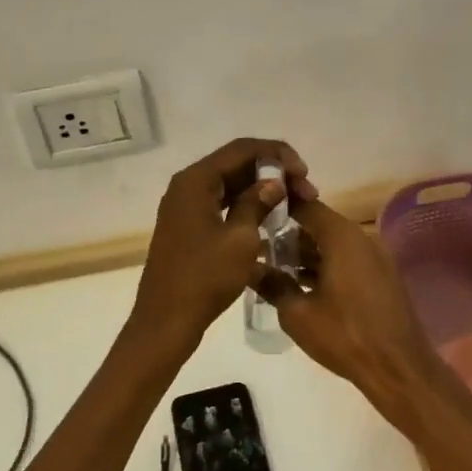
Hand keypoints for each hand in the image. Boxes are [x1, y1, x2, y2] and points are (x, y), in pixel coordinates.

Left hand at [129, 137, 312, 350]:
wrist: (166, 321)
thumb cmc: (204, 278)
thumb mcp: (240, 239)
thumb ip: (257, 203)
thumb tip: (273, 182)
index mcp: (195, 181)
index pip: (243, 149)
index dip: (277, 155)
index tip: (304, 174)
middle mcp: (186, 186)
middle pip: (235, 164)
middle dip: (272, 172)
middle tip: (305, 191)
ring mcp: (185, 208)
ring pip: (229, 185)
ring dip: (261, 190)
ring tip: (293, 204)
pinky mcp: (187, 228)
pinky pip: (221, 205)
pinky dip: (246, 207)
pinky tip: (269, 220)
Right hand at [257, 199, 459, 435]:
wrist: (399, 368)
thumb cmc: (345, 336)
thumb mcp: (297, 314)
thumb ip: (272, 284)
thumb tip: (250, 268)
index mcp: (342, 237)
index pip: (306, 206)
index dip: (279, 207)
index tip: (255, 216)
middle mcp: (362, 238)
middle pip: (320, 224)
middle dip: (290, 235)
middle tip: (259, 249)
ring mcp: (377, 257)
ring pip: (334, 244)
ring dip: (307, 253)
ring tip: (276, 269)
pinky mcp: (383, 277)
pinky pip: (348, 259)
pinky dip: (326, 266)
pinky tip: (303, 286)